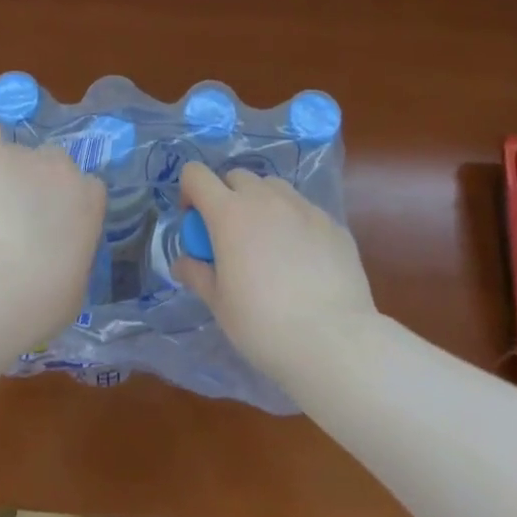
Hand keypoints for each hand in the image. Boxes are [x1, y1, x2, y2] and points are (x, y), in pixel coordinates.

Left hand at [0, 114, 106, 340]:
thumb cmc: (41, 302)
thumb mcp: (74, 288)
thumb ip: (71, 260)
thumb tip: (57, 262)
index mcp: (90, 201)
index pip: (84, 189)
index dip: (64, 208)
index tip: (48, 233)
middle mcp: (64, 169)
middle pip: (52, 164)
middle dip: (34, 186)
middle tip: (13, 221)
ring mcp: (25, 156)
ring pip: (14, 154)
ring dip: (2, 175)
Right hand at [173, 162, 376, 385]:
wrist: (334, 342)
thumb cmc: (263, 324)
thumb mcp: (219, 304)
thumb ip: (198, 274)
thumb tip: (183, 263)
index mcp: (229, 213)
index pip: (196, 175)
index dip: (190, 192)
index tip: (196, 222)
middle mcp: (265, 199)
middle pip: (237, 176)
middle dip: (227, 197)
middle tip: (232, 236)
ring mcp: (303, 207)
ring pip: (273, 188)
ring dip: (262, 203)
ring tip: (269, 242)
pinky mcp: (333, 223)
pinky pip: (304, 210)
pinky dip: (294, 223)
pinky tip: (303, 260)